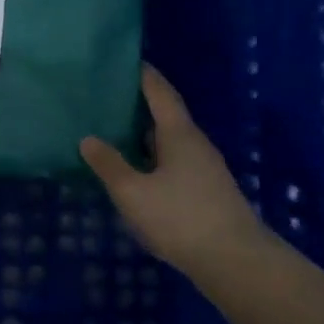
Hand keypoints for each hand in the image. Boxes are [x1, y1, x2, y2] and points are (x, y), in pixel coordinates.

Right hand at [80, 65, 264, 275]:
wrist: (236, 262)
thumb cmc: (181, 218)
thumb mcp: (132, 192)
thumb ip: (109, 164)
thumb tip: (88, 139)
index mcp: (179, 133)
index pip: (160, 92)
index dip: (143, 75)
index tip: (124, 61)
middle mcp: (195, 144)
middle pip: (166, 115)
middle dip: (140, 105)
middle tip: (109, 98)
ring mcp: (205, 168)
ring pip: (171, 141)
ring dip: (146, 135)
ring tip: (116, 132)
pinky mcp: (207, 191)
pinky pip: (175, 162)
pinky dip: (154, 157)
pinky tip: (137, 171)